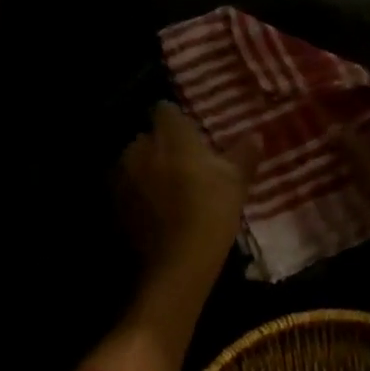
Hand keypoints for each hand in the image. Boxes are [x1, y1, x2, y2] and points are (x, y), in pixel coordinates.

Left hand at [116, 101, 259, 283]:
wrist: (178, 260)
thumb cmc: (211, 210)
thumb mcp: (236, 181)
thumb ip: (244, 154)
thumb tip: (256, 135)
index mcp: (169, 134)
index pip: (166, 110)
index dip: (178, 122)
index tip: (191, 136)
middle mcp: (139, 147)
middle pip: (148, 138)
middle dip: (161, 148)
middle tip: (183, 167)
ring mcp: (121, 176)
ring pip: (134, 164)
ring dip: (146, 172)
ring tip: (166, 193)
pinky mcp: (113, 204)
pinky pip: (126, 191)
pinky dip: (137, 196)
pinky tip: (153, 213)